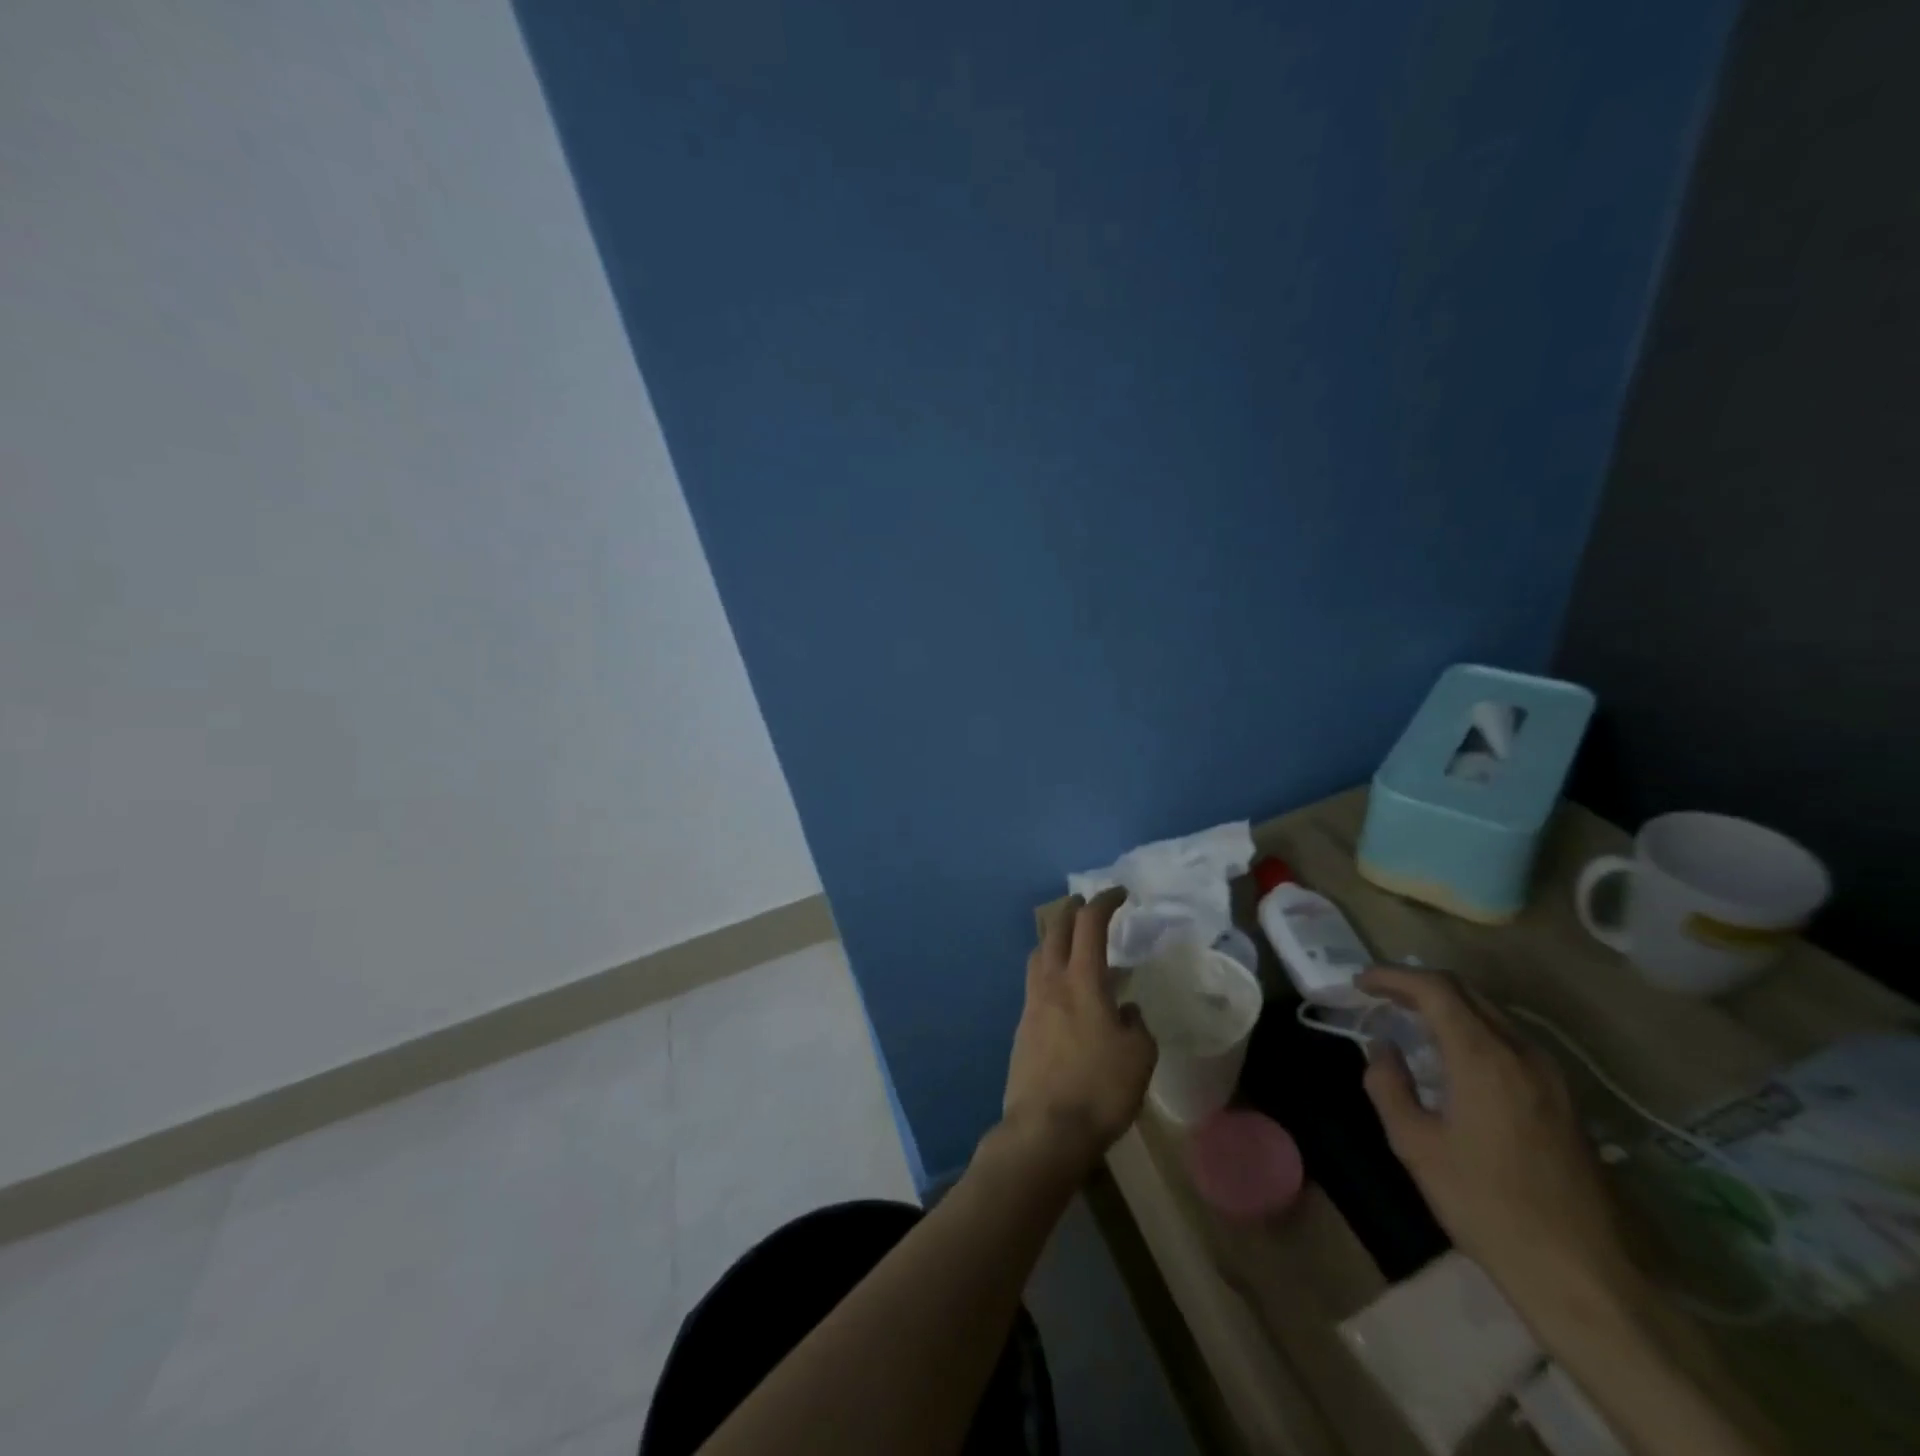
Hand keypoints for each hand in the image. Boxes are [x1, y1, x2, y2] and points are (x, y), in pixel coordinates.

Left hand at [1002, 888, 1157, 1174]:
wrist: (1045, 1129)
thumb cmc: (1099, 1089)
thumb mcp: (1139, 1056)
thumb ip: (1136, 1025)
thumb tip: (1126, 1009)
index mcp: (1082, 981)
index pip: (1090, 925)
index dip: (1104, 902)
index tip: (1119, 893)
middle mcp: (1051, 983)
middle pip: (1055, 931)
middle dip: (1071, 911)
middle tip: (1086, 905)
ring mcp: (1031, 1005)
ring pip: (1039, 956)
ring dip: (1055, 940)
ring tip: (1074, 947)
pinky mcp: (1022, 1028)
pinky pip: (1035, 984)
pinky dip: (1050, 972)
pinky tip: (1066, 994)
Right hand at [1357, 967, 1640, 1322]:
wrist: (1582, 1275)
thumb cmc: (1486, 1206)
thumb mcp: (1416, 1145)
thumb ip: (1388, 1085)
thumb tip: (1383, 1049)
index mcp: (1483, 1057)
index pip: (1434, 989)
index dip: (1392, 976)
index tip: (1361, 983)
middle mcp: (1522, 1052)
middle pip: (1466, 992)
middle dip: (1418, 985)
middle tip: (1381, 996)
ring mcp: (1551, 1075)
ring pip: (1491, 1014)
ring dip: (1447, 1006)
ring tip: (1412, 1022)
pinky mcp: (1565, 1099)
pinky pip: (1510, 1041)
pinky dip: (1473, 1030)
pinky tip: (1455, 1058)